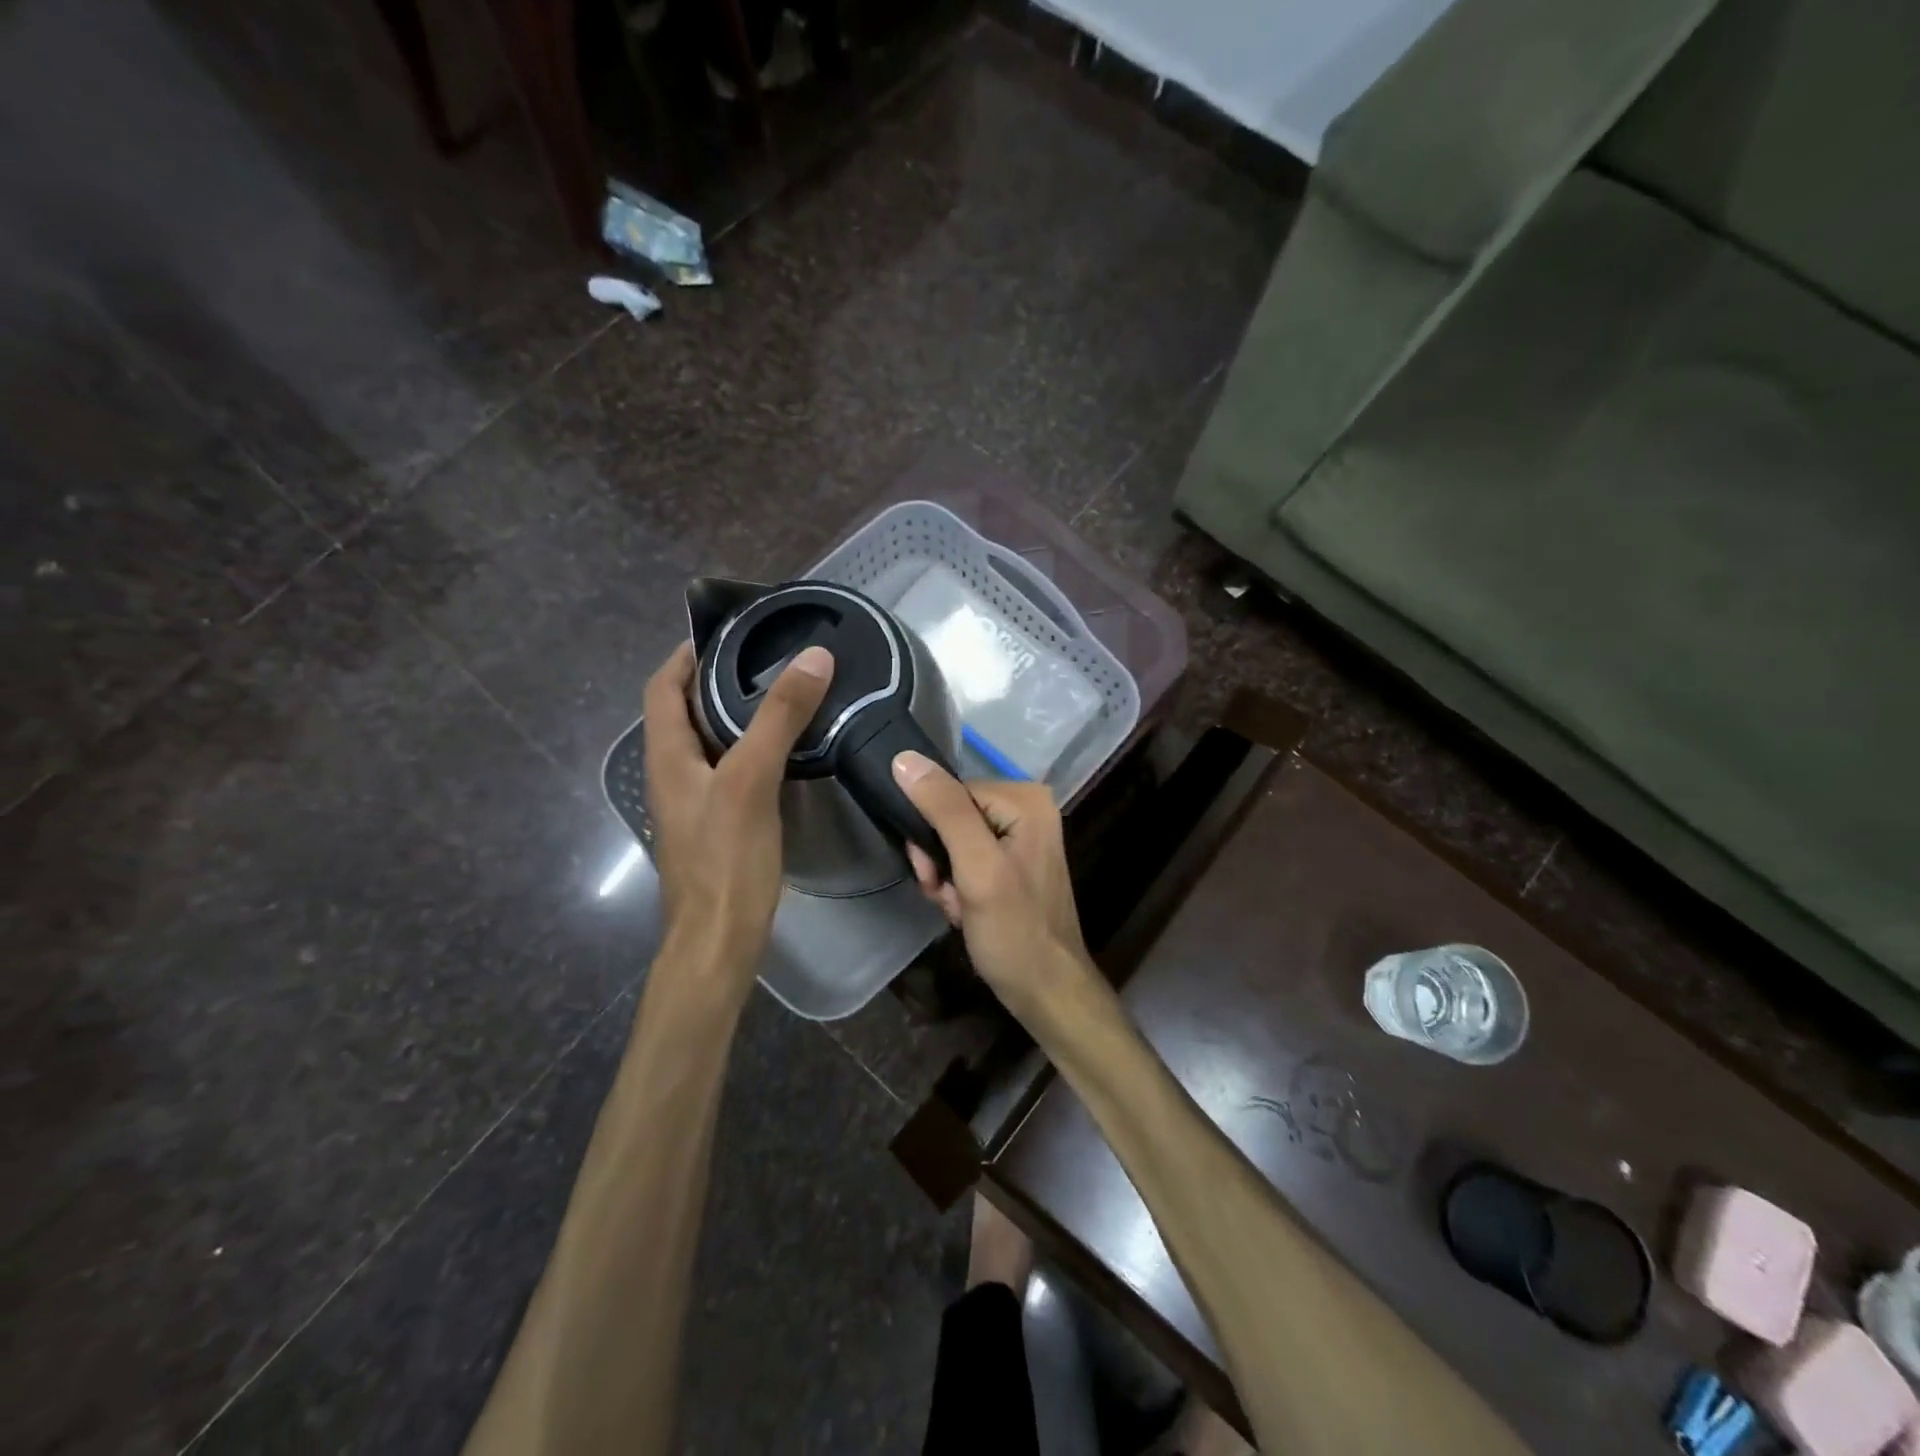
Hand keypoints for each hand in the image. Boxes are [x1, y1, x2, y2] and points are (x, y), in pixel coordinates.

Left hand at [642, 641, 832, 978]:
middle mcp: (674, 775)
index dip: (685, 655)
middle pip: (685, 712)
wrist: (718, 941)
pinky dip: (751, 749)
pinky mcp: (718, 826)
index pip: (662, 688)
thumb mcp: (752, 779)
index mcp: (667, 757)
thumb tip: (814, 657)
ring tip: (782, 695)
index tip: (725, 632)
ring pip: (710, 743)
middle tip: (766, 658)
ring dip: (736, 714)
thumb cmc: (725, 859)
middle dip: (717, 680)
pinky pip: (730, 771)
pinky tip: (786, 752)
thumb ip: (780, 717)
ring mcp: (695, 803)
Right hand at [894, 751, 1092, 1015]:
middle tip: (946, 894)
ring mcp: (1021, 836)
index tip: (932, 873)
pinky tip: (965, 911)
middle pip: (951, 816)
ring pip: (953, 841)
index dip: (931, 831)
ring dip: (945, 877)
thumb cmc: (1014, 931)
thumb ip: (944, 811)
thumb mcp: (976, 868)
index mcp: (1025, 799)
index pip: (950, 792)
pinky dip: (958, 887)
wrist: (1046, 992)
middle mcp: (1027, 808)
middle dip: (939, 859)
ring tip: (958, 907)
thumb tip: (904, 758)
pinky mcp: (1012, 862)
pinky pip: (966, 860)